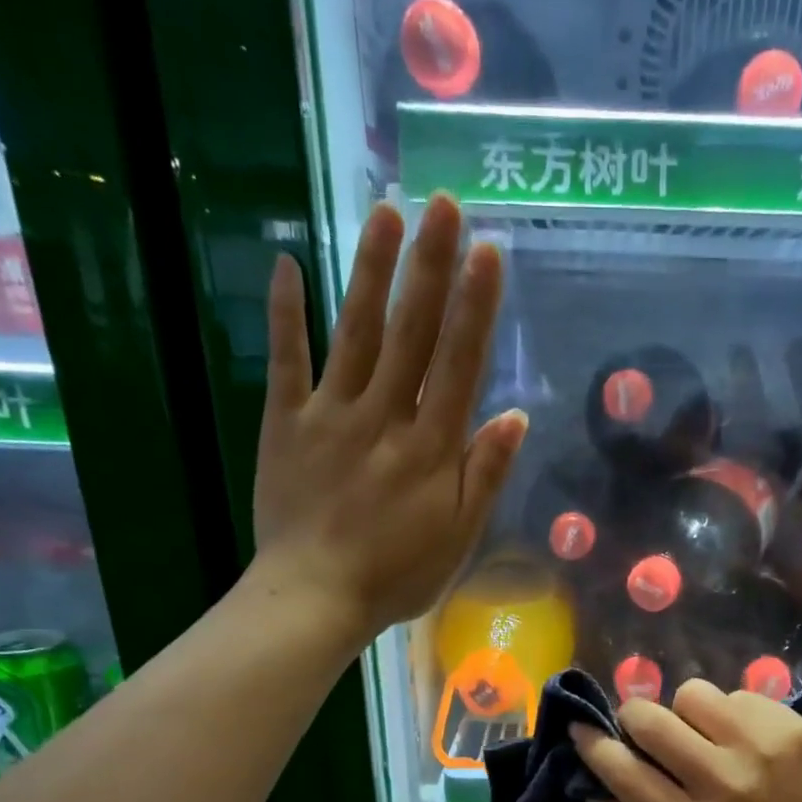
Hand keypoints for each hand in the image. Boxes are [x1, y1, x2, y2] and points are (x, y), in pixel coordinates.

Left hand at [249, 193, 527, 643]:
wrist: (315, 597)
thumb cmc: (397, 575)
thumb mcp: (459, 537)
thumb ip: (485, 475)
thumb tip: (515, 416)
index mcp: (431, 448)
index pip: (459, 364)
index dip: (476, 306)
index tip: (489, 251)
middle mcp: (385, 417)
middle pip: (411, 333)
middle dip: (431, 266)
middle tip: (443, 203)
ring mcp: (331, 415)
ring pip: (357, 332)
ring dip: (373, 271)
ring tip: (387, 212)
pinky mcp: (286, 423)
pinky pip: (286, 360)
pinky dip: (286, 313)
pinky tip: (288, 263)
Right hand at [570, 679, 801, 801]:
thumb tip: (589, 786)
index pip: (626, 774)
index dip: (594, 746)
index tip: (581, 728)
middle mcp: (722, 783)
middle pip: (650, 720)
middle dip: (636, 716)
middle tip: (647, 726)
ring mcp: (758, 747)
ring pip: (691, 694)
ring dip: (688, 710)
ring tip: (707, 732)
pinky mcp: (786, 722)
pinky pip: (734, 694)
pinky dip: (730, 711)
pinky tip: (746, 735)